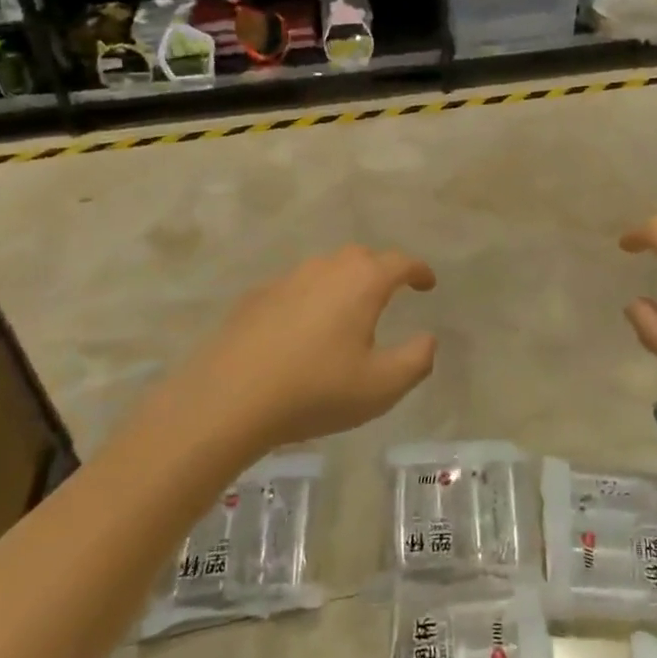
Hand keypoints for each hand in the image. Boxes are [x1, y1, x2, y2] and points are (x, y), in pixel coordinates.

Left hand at [179, 245, 438, 445]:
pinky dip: (309, 299)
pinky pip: (294, 288)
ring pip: (324, 269)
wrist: (228, 399)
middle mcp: (325, 269)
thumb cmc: (316, 390)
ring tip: (346, 312)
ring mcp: (286, 280)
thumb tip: (428, 339)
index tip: (428, 284)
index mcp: (362, 283)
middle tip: (389, 294)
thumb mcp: (382, 387)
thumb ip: (417, 360)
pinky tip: (302, 329)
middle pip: (361, 257)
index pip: (400, 262)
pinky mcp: (255, 298)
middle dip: (380, 270)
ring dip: (343, 283)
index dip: (419, 271)